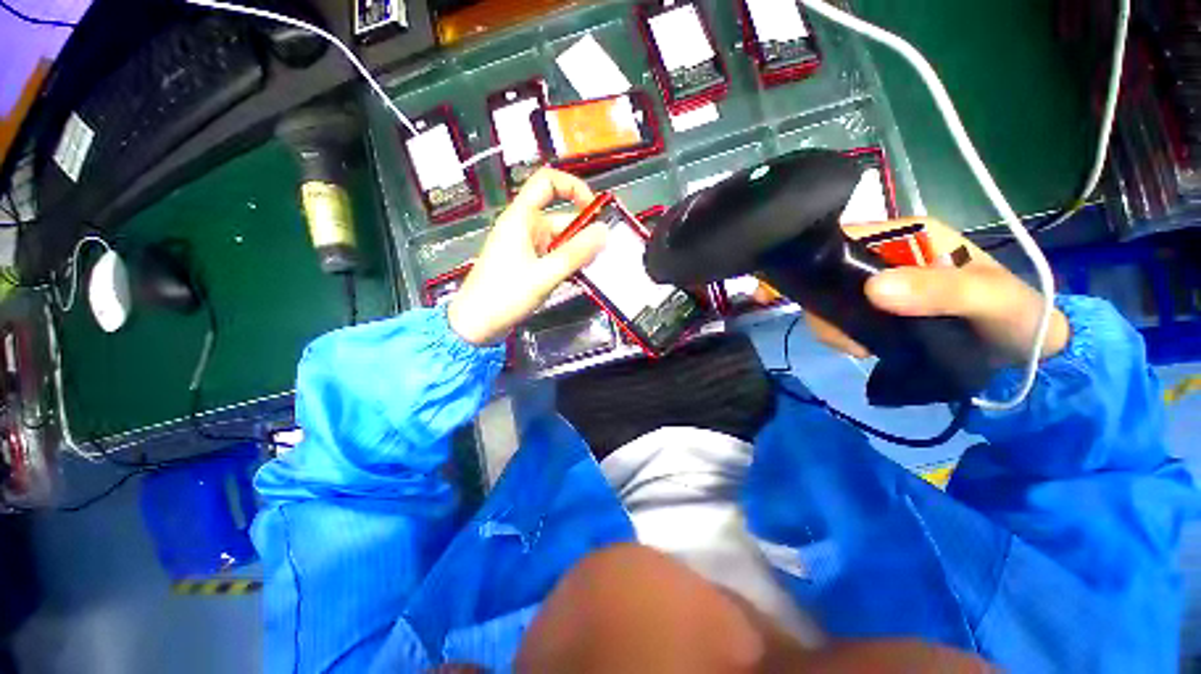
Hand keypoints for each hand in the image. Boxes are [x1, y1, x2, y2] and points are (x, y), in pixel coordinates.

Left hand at [448, 168, 607, 345]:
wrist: (476, 324)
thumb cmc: (504, 296)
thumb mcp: (544, 275)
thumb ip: (575, 254)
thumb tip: (604, 232)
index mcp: (521, 218)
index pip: (547, 182)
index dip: (573, 187)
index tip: (595, 209)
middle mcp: (525, 227)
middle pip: (562, 218)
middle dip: (585, 232)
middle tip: (607, 251)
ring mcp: (528, 247)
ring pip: (561, 240)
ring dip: (579, 251)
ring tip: (598, 266)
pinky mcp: (529, 264)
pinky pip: (555, 255)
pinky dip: (570, 262)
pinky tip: (582, 275)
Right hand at [806, 219, 1070, 364]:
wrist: (1024, 350)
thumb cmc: (1014, 315)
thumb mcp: (988, 300)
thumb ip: (941, 291)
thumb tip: (873, 289)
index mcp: (908, 235)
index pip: (845, 239)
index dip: (824, 267)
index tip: (831, 306)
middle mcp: (884, 253)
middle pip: (828, 271)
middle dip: (826, 305)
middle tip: (847, 338)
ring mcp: (876, 281)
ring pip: (828, 295)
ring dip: (832, 323)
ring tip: (857, 347)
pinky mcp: (873, 305)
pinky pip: (838, 314)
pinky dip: (839, 332)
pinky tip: (860, 347)